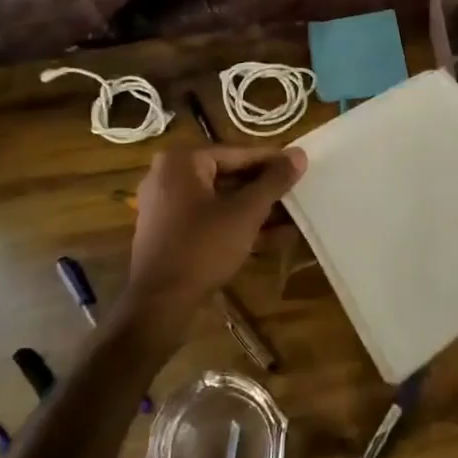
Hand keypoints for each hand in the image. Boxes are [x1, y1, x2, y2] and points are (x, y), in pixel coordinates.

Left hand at [121, 145, 305, 337]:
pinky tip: (273, 237)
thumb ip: (274, 181)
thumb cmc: (203, 247)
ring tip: (293, 217)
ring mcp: (167, 206)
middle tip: (297, 192)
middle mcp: (169, 176)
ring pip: (221, 200)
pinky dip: (236, 225)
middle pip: (228, 176)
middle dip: (264, 189)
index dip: (272, 162)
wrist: (158, 305)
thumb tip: (299, 154)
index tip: (299, 167)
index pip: (237, 153)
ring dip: (255, 210)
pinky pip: (209, 219)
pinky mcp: (170, 233)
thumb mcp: (246, 212)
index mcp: (182, 161)